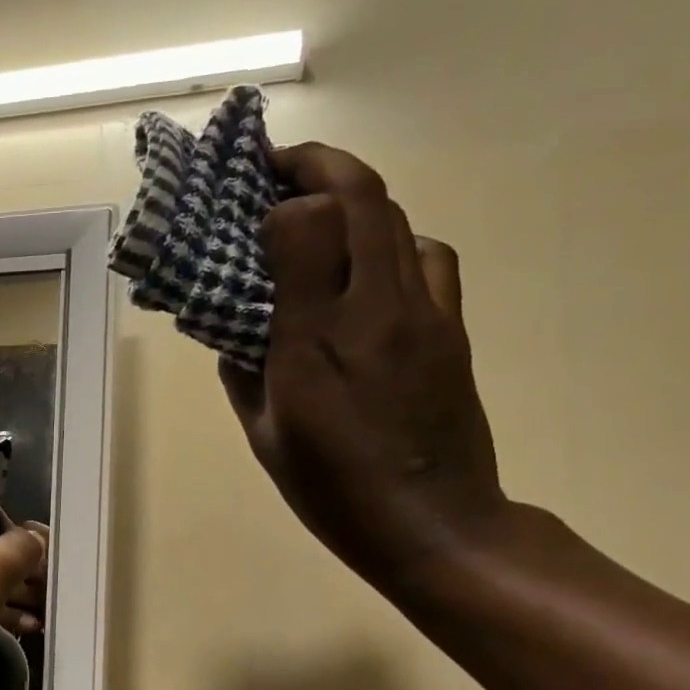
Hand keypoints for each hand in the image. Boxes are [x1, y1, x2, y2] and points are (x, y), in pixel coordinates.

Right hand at [221, 142, 510, 591]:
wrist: (435, 525)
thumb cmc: (332, 488)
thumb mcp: (265, 434)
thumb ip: (242, 371)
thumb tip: (236, 328)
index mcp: (318, 340)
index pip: (307, 226)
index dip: (276, 198)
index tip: (247, 198)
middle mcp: (377, 310)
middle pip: (363, 198)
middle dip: (317, 165)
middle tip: (278, 166)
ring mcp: (426, 314)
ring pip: (398, 218)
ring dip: (355, 197)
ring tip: (319, 212)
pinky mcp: (453, 328)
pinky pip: (426, 256)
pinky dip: (392, 239)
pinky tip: (370, 267)